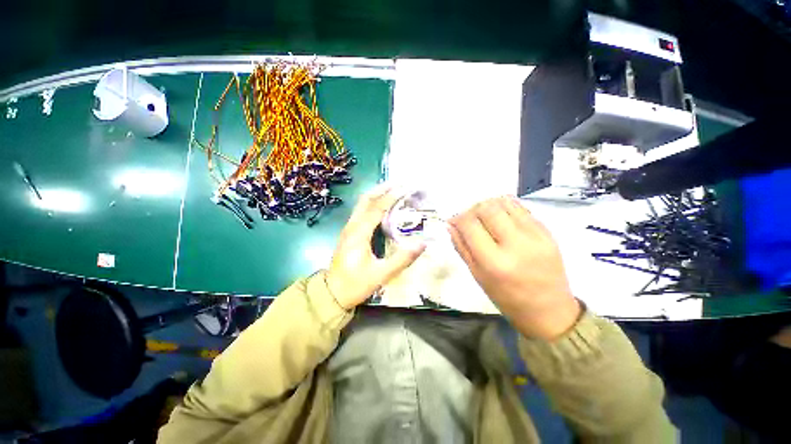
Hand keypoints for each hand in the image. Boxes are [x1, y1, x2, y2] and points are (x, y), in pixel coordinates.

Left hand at [326, 184, 426, 309]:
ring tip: (394, 189)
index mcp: (358, 234)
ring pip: (362, 204)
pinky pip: (361, 211)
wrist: (332, 293)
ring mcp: (349, 229)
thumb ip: (402, 259)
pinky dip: (373, 203)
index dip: (392, 196)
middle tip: (400, 182)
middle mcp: (352, 226)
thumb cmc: (355, 284)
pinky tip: (383, 206)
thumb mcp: (381, 275)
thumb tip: (422, 243)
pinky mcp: (350, 233)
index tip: (406, 188)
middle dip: (382, 188)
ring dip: (377, 194)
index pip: (376, 208)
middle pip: (366, 200)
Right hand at [448, 196, 580, 339]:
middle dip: (472, 210)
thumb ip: (462, 247)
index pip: (470, 225)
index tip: (454, 221)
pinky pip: (522, 209)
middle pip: (487, 208)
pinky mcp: (548, 233)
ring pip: (505, 203)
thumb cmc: (506, 298)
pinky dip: (506, 208)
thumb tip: (451, 225)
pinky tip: (501, 219)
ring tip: (485, 217)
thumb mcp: (477, 276)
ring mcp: (535, 236)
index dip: (458, 219)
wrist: (549, 310)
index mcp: (494, 262)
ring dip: (489, 206)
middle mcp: (516, 245)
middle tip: (469, 219)